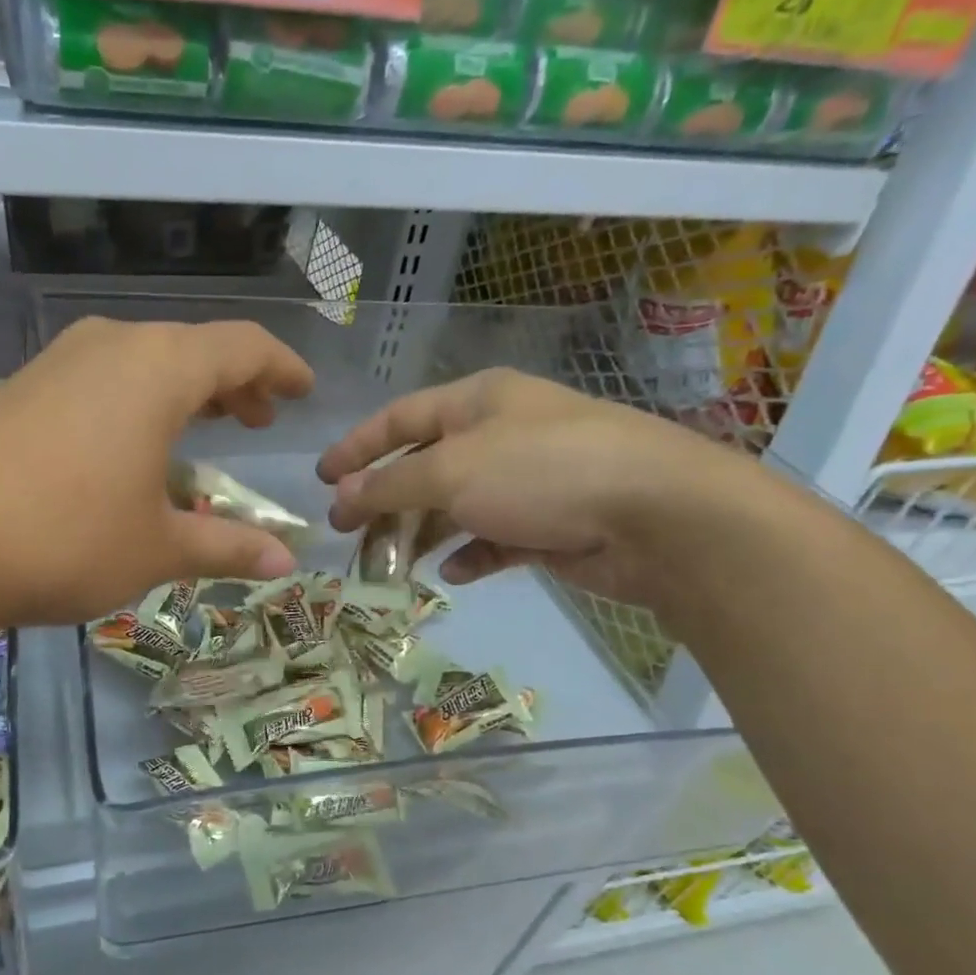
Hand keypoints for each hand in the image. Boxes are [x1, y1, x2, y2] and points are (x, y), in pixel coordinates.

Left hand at [0, 318, 313, 630]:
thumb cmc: (66, 538)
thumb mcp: (158, 549)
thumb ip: (226, 547)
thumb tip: (284, 563)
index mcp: (160, 369)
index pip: (243, 347)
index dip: (282, 367)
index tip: (305, 390)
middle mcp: (113, 346)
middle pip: (193, 349)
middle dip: (235, 383)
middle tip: (259, 418)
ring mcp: (61, 362)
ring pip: (145, 362)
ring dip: (185, 392)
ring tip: (206, 429)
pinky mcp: (25, 388)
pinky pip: (104, 380)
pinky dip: (139, 402)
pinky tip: (134, 446)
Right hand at [317, 368, 764, 607]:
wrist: (654, 515)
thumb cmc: (540, 472)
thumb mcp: (451, 471)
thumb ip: (389, 485)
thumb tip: (341, 496)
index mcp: (478, 401)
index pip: (400, 417)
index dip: (357, 446)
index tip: (321, 478)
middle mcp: (501, 434)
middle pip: (425, 465)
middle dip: (384, 498)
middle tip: (348, 531)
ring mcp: (528, 480)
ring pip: (457, 506)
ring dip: (422, 532)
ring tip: (390, 563)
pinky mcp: (550, 524)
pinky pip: (495, 539)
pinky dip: (471, 554)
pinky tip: (453, 573)